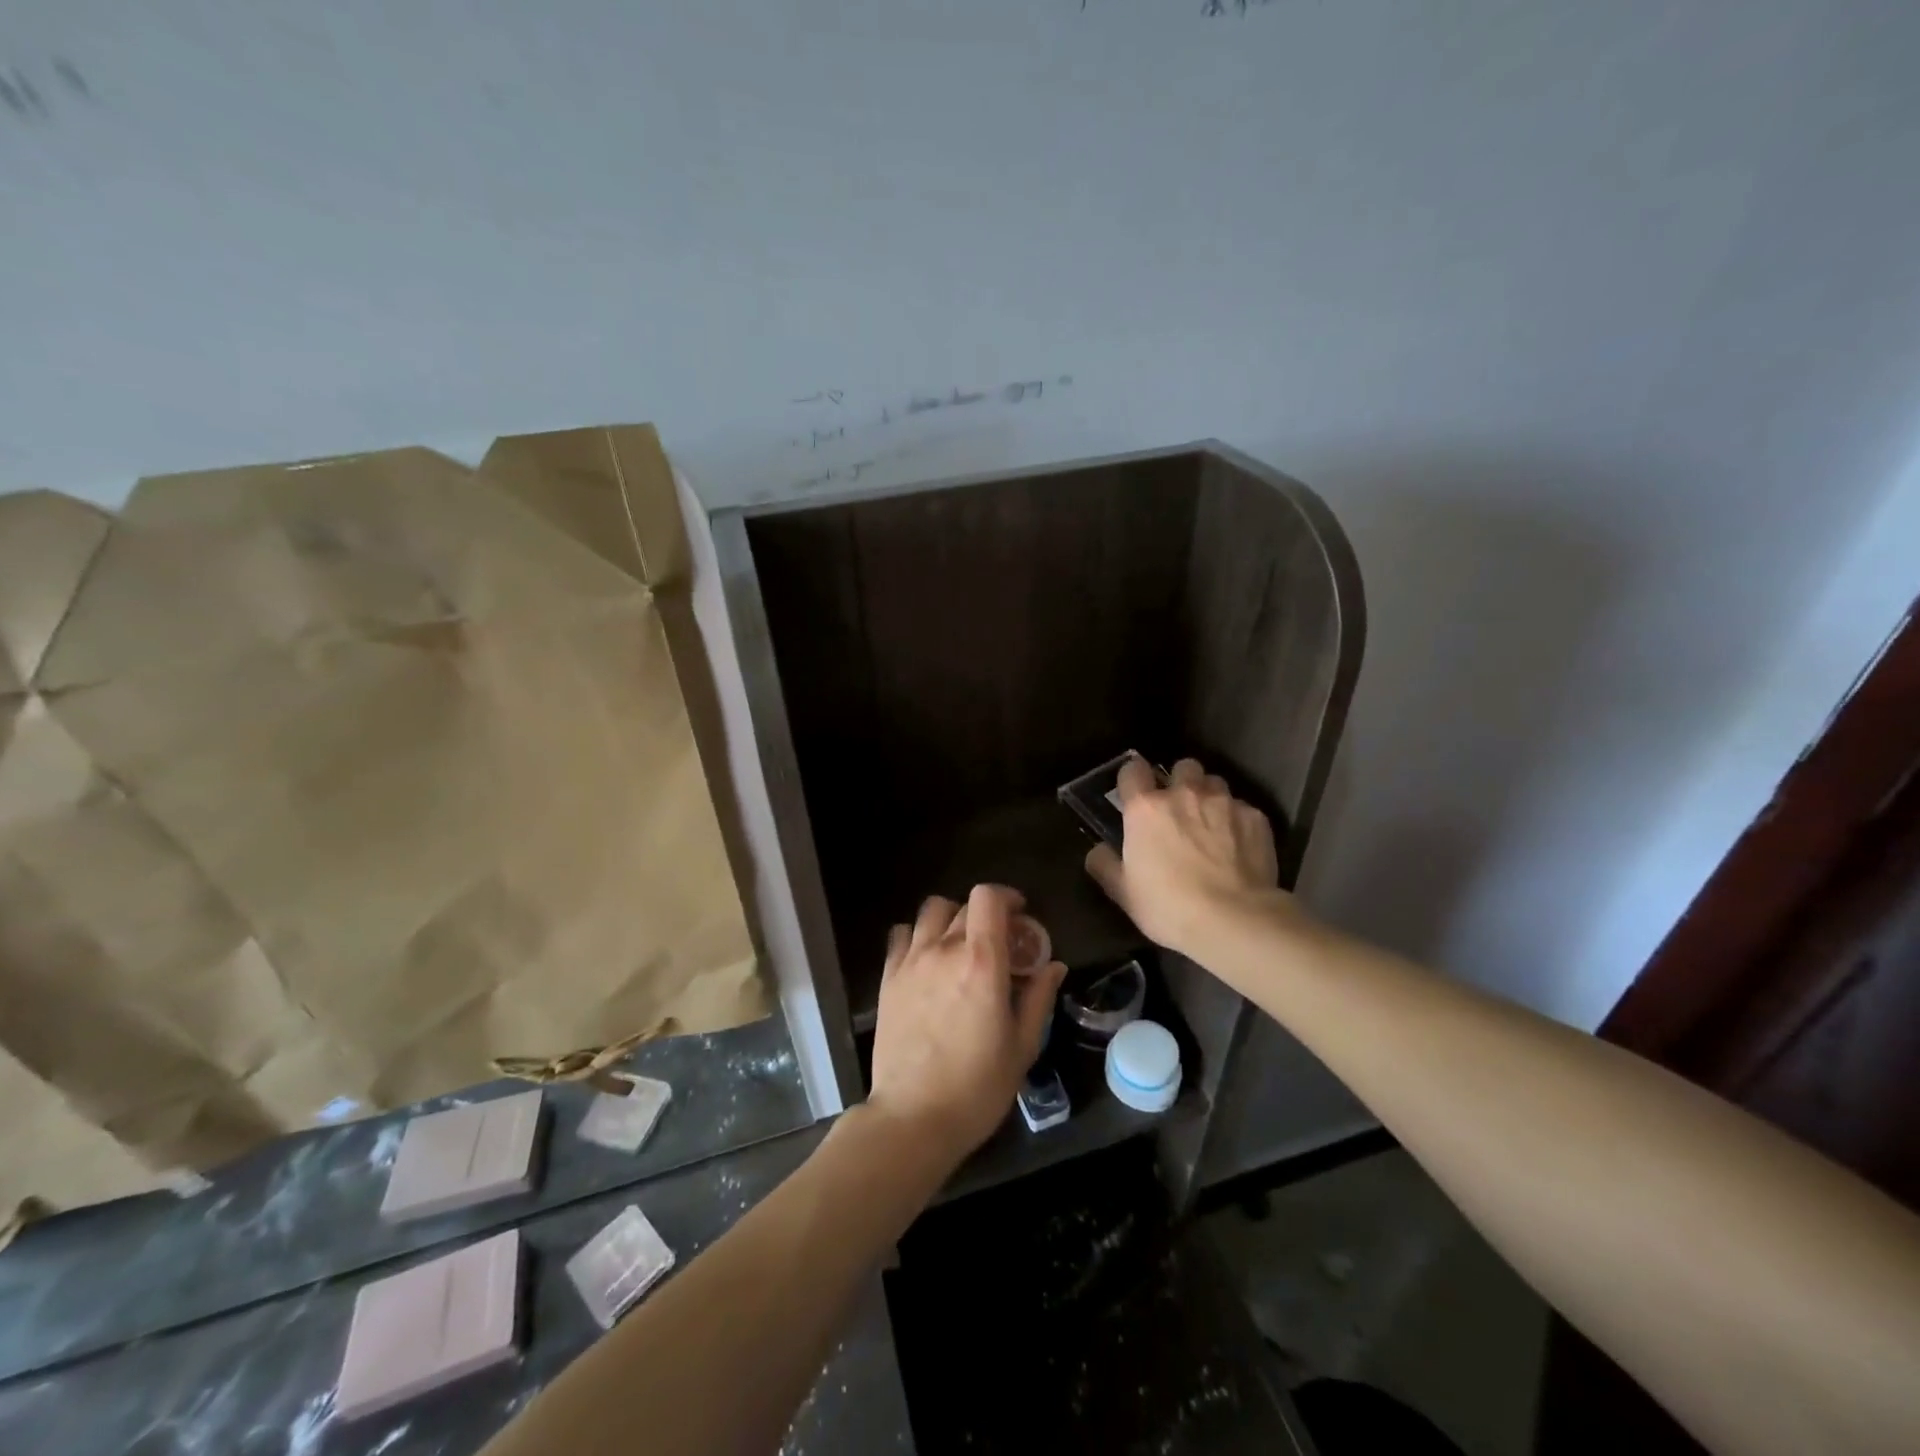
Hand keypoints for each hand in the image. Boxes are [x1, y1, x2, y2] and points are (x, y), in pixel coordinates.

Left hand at [868, 884, 1066, 1166]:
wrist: (914, 1117)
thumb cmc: (978, 1086)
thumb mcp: (1022, 1045)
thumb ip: (1038, 997)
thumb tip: (1053, 965)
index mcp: (982, 962)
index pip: (987, 898)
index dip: (1005, 897)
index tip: (1019, 915)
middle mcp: (943, 950)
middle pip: (963, 906)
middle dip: (985, 915)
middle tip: (998, 942)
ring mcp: (911, 962)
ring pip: (930, 912)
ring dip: (950, 919)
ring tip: (960, 945)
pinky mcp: (888, 978)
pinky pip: (901, 935)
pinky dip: (918, 935)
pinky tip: (928, 959)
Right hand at [1085, 756, 1289, 959]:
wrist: (1235, 920)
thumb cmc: (1169, 906)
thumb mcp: (1124, 893)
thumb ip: (1105, 865)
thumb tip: (1097, 850)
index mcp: (1146, 808)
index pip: (1132, 770)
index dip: (1132, 778)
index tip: (1135, 792)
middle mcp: (1184, 794)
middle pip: (1182, 767)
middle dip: (1179, 781)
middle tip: (1179, 808)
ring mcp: (1224, 802)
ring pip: (1215, 782)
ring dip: (1209, 797)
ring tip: (1211, 823)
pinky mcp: (1255, 818)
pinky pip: (1242, 808)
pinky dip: (1237, 821)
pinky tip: (1238, 846)